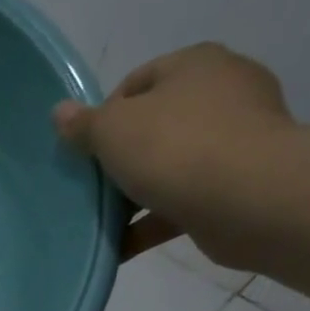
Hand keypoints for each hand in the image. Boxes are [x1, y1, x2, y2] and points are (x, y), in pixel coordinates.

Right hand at [54, 42, 293, 266]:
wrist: (249, 198)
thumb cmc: (175, 148)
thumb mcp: (113, 130)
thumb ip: (84, 124)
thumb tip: (60, 112)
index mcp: (195, 64)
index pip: (137, 82)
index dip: (104, 116)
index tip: (86, 151)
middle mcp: (223, 92)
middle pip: (155, 125)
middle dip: (122, 158)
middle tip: (93, 187)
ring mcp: (238, 139)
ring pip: (171, 166)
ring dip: (137, 194)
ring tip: (104, 222)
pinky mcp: (241, 183)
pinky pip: (186, 200)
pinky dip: (155, 222)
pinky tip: (123, 246)